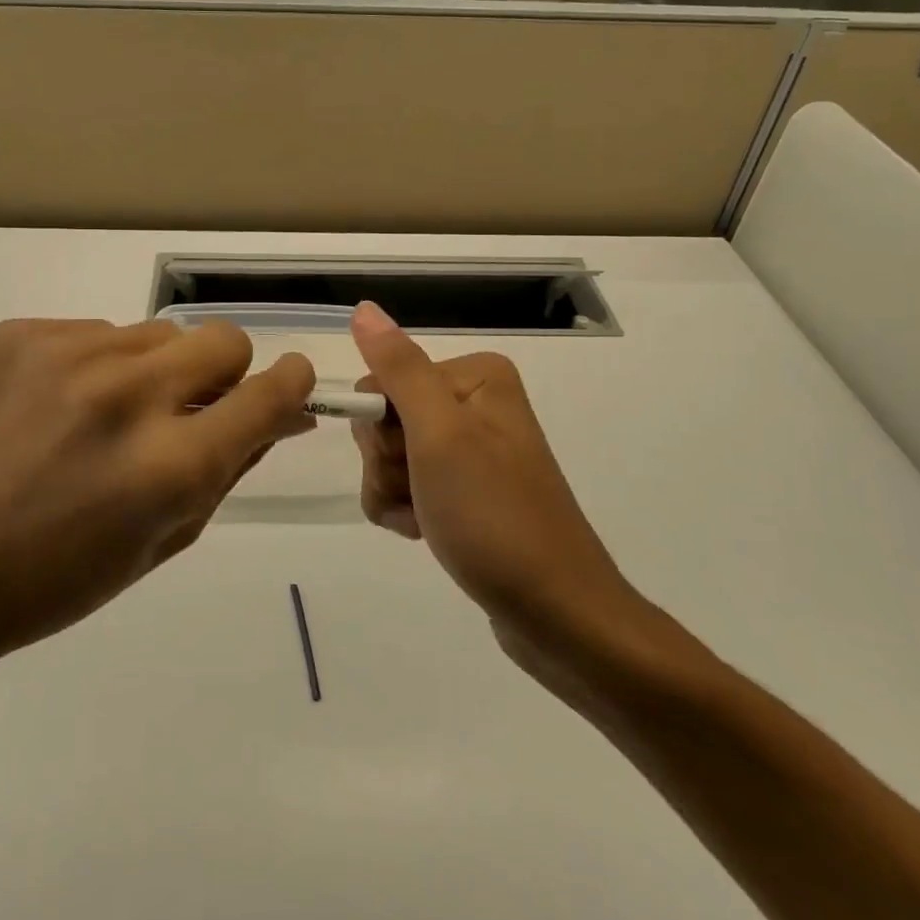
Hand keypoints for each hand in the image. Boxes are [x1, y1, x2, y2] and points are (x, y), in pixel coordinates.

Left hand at [0, 319, 316, 687]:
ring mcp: (69, 354)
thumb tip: (282, 415)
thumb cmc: (56, 581)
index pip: (269, 393)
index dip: (290, 386)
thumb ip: (230, 468)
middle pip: (222, 339)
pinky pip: (95, 333)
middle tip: (185, 410)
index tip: (287, 386)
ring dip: (154, 370)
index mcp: (171, 464)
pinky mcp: (21, 333)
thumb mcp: (164, 540)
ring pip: (157, 333)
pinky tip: (55, 408)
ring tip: (105, 416)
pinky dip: (95, 366)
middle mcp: (128, 394)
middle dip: (222, 373)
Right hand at [348, 302, 639, 649]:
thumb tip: (364, 307)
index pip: (383, 382)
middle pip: (386, 419)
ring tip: (426, 523)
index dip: (381, 428)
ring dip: (393, 493)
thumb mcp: (439, 435)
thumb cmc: (493, 515)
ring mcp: (473, 449)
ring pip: (391, 457)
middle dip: (387, 464)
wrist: (555, 612)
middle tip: (421, 494)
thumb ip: (399, 369)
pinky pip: (410, 486)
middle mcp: (475, 403)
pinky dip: (406, 511)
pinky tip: (427, 533)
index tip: (408, 460)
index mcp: (474, 377)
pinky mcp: (469, 489)